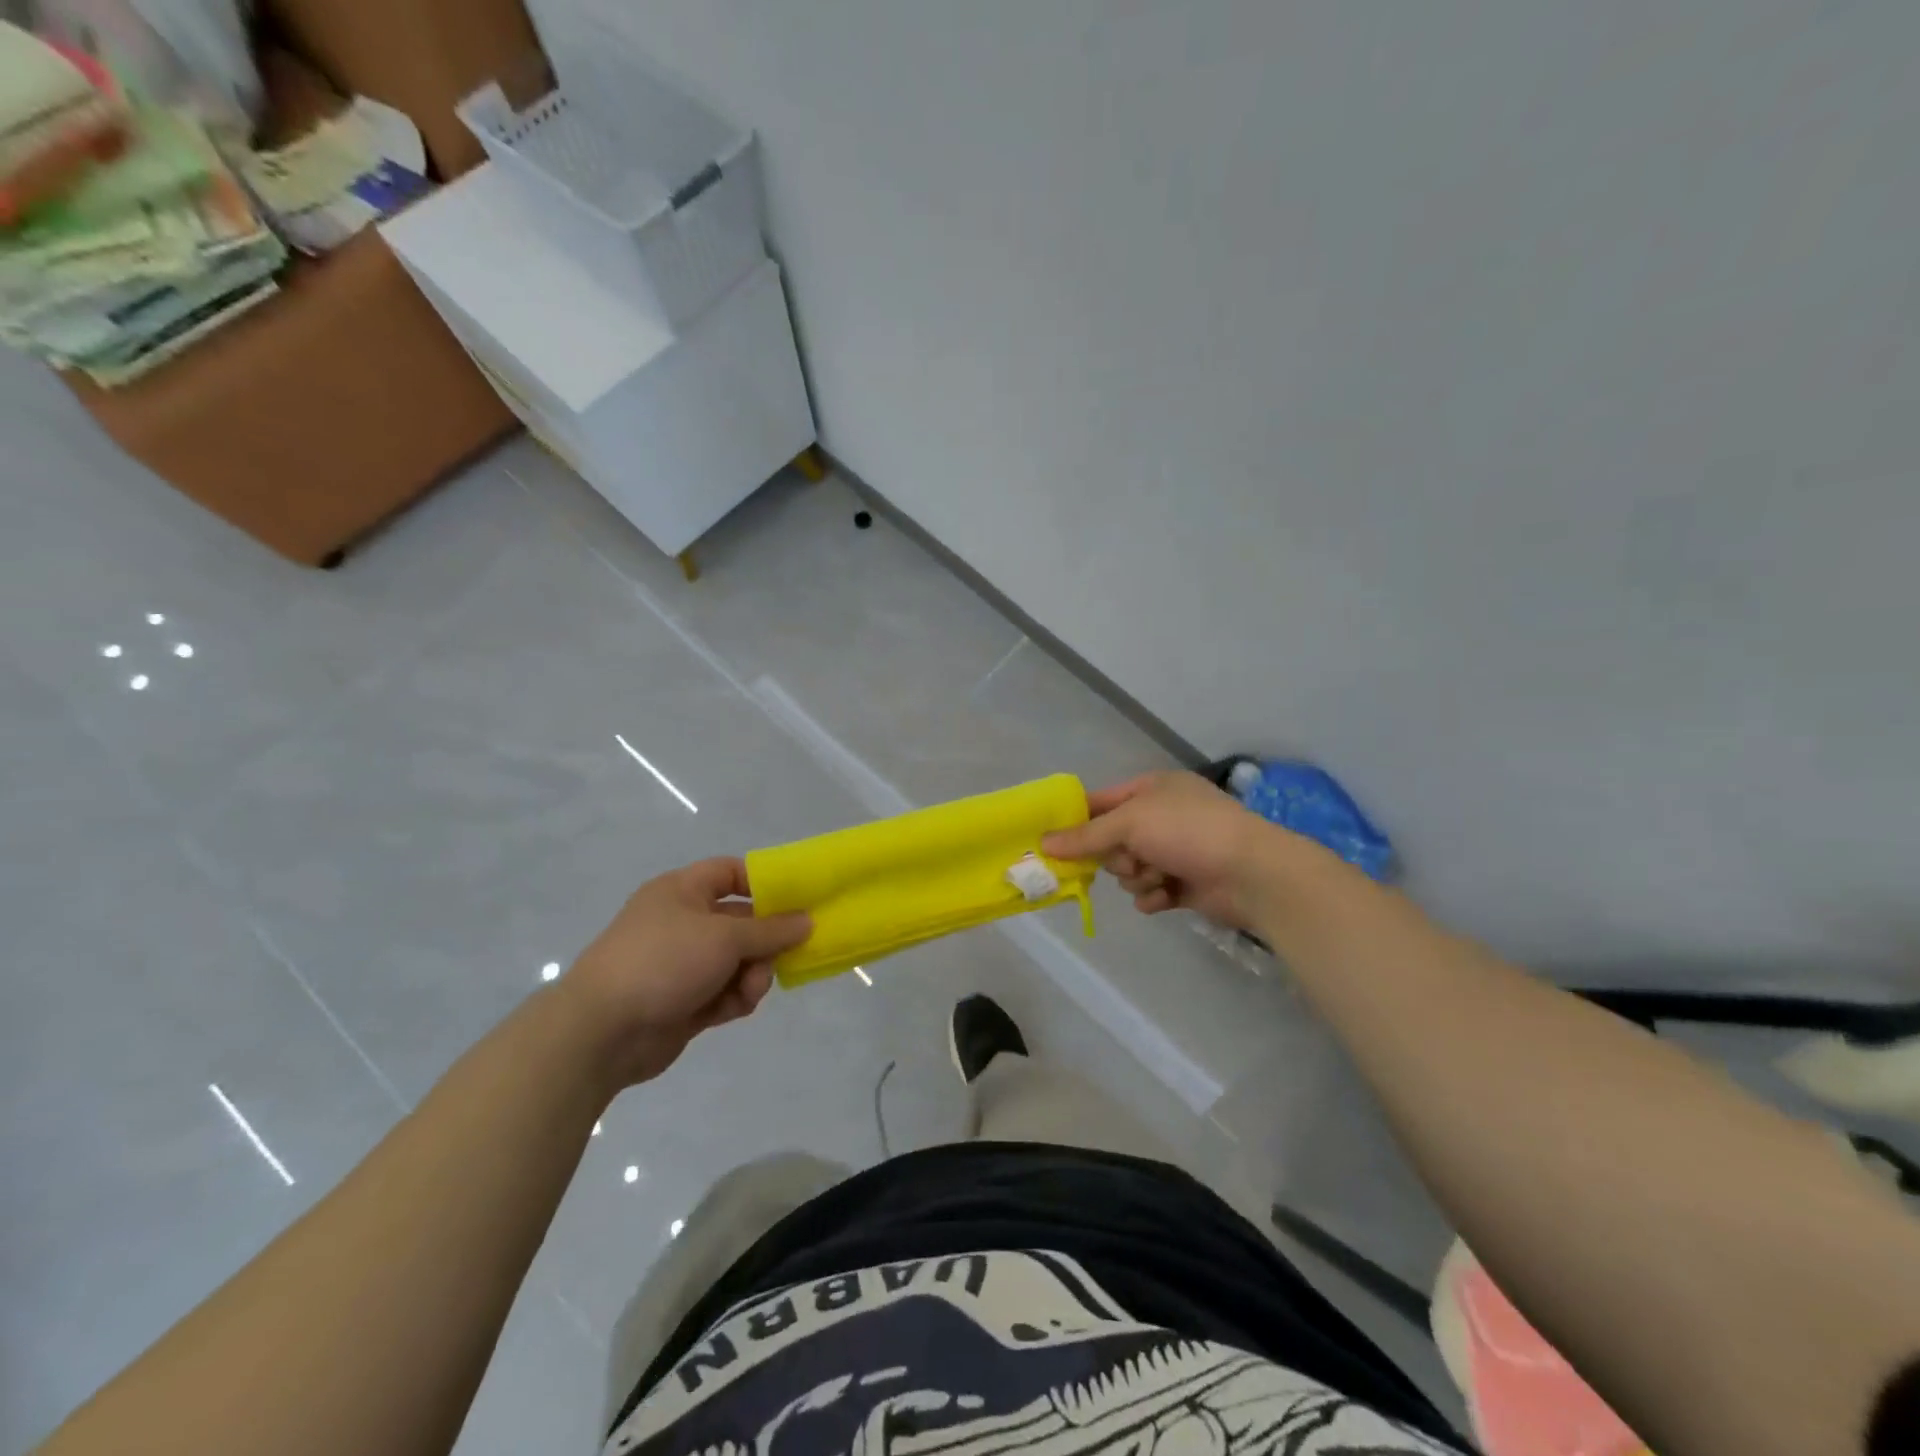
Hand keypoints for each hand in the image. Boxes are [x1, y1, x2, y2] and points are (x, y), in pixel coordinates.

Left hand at [560, 858, 810, 1085]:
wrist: (602, 1031)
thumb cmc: (664, 962)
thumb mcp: (724, 937)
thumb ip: (770, 930)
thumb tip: (807, 921)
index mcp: (683, 891)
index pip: (731, 873)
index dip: (765, 882)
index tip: (798, 899)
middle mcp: (683, 922)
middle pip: (742, 922)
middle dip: (766, 940)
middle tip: (789, 954)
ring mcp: (683, 964)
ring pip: (738, 960)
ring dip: (753, 974)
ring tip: (752, 988)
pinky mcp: (685, 1001)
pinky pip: (725, 991)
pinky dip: (736, 997)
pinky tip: (737, 1006)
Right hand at [1042, 770, 1311, 929]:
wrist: (1252, 873)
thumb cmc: (1189, 832)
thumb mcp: (1131, 823)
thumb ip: (1086, 835)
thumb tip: (1043, 844)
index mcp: (1152, 789)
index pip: (1101, 801)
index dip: (1077, 820)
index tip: (1052, 841)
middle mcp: (1163, 816)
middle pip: (1112, 840)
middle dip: (1115, 856)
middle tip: (1126, 860)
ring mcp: (1176, 850)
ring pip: (1130, 869)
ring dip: (1137, 878)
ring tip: (1156, 878)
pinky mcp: (1185, 883)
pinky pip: (1150, 891)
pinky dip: (1153, 896)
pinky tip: (1164, 896)